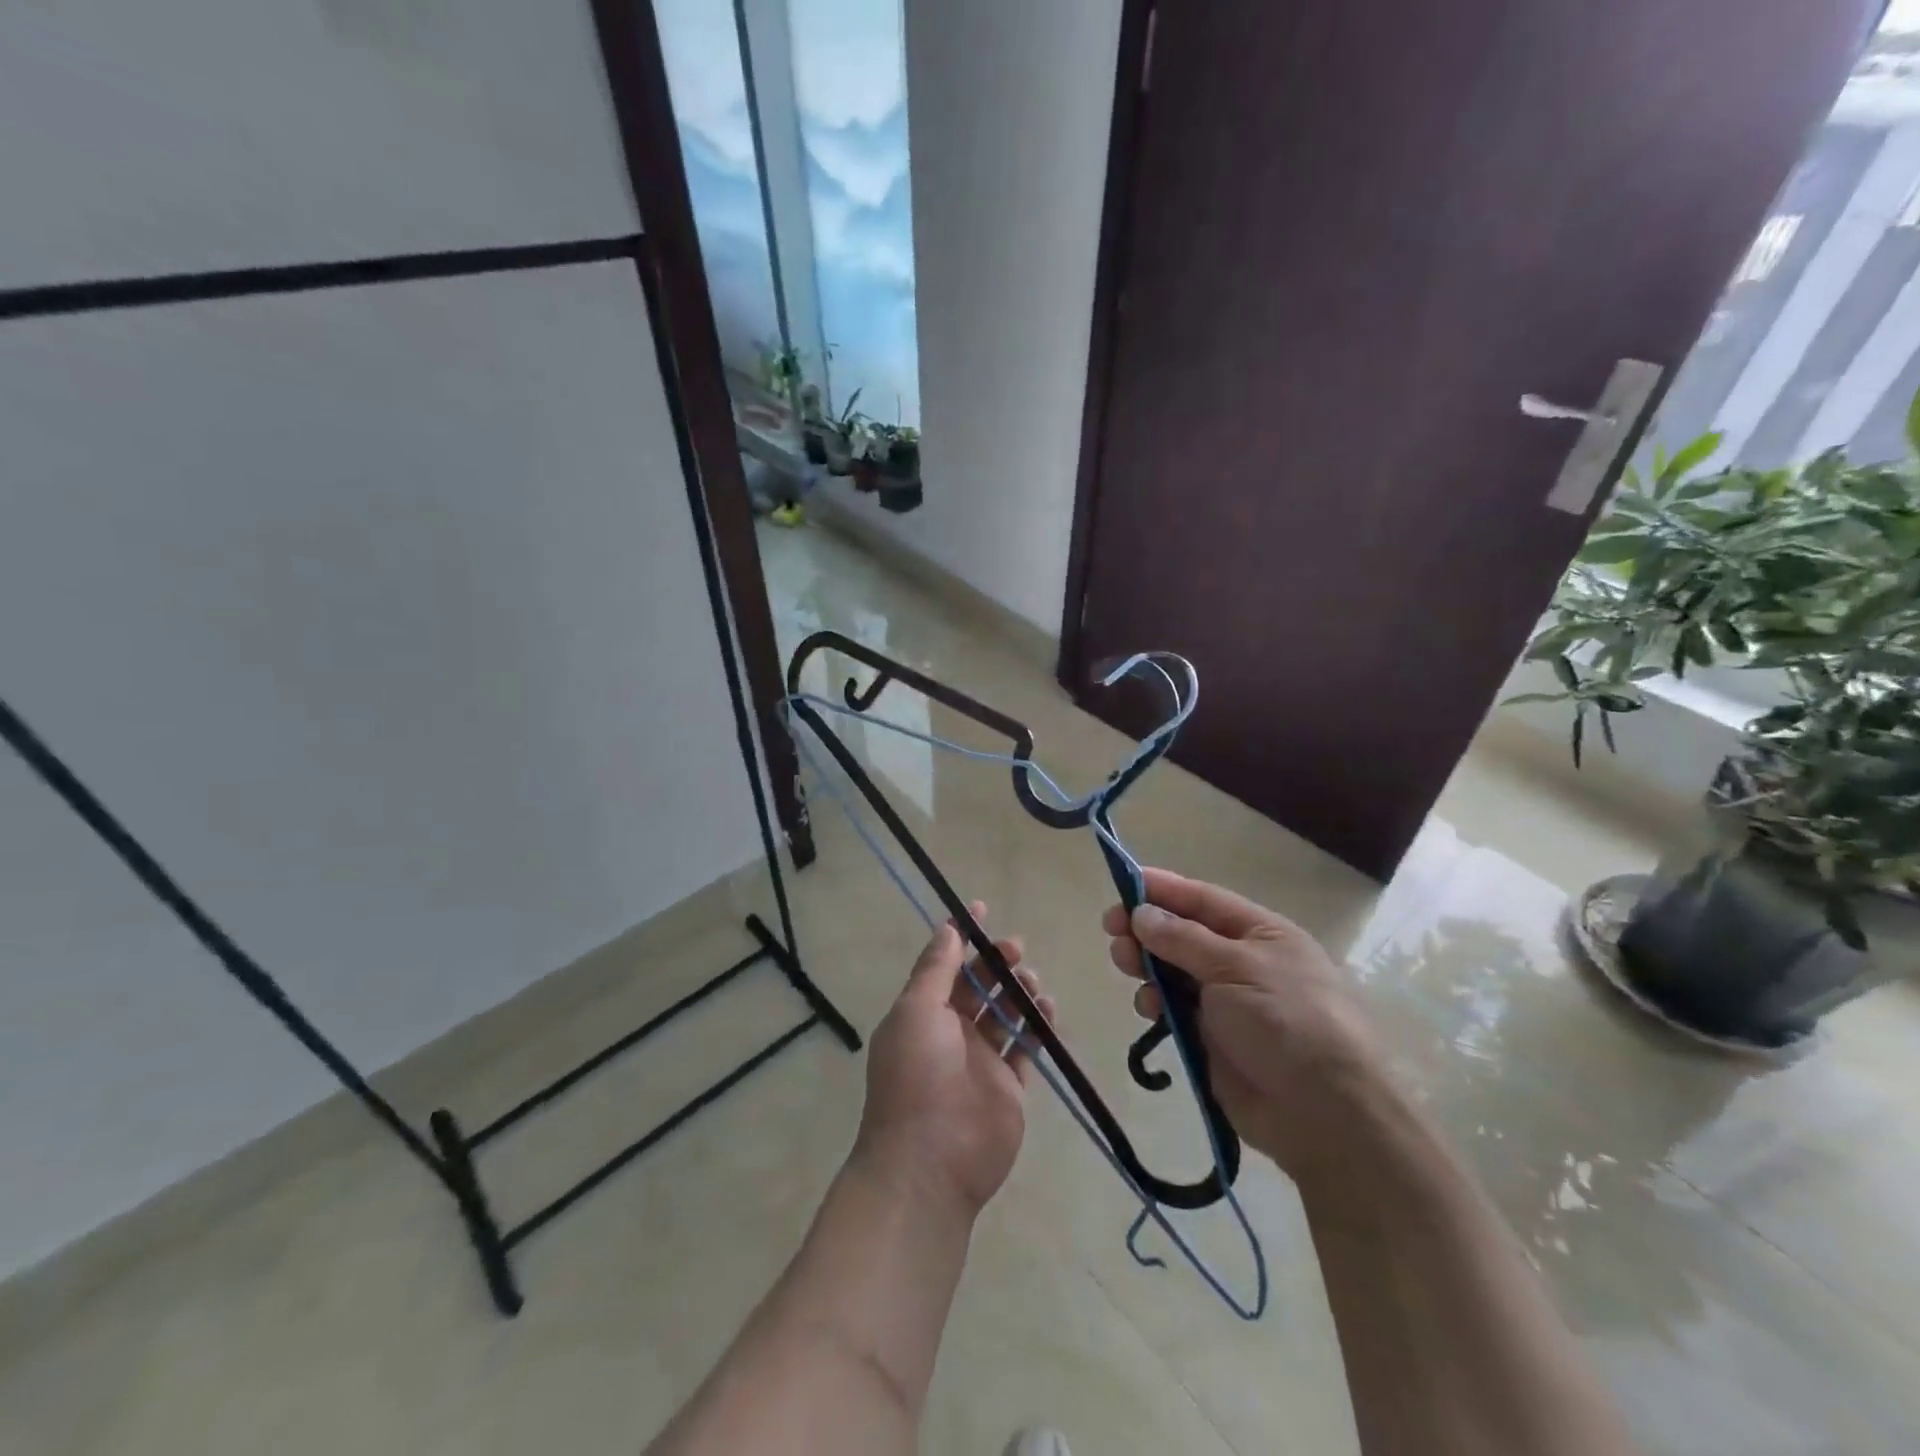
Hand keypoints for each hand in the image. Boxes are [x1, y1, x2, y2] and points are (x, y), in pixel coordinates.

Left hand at [853, 903, 1056, 1216]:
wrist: (930, 1162)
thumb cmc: (917, 1075)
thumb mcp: (916, 1011)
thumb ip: (935, 969)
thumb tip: (949, 928)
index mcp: (922, 1013)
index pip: (944, 964)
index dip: (962, 937)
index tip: (982, 909)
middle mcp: (951, 1032)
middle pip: (978, 986)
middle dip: (996, 963)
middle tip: (1015, 949)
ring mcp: (981, 1061)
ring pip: (1005, 1014)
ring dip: (1019, 991)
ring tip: (1032, 983)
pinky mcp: (1009, 1087)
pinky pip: (1026, 1047)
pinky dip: (1037, 1025)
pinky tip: (1047, 1009)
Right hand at [1103, 869, 1388, 1184]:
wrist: (1322, 1113)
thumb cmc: (1286, 1020)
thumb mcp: (1235, 967)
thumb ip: (1183, 939)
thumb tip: (1142, 913)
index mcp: (1260, 933)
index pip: (1203, 899)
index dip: (1163, 889)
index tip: (1122, 881)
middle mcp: (1242, 961)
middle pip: (1182, 933)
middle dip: (1146, 928)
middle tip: (1112, 929)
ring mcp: (1226, 1001)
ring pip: (1172, 970)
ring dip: (1146, 964)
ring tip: (1126, 965)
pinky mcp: (1211, 1038)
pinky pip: (1173, 1009)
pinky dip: (1156, 1003)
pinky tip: (1149, 1008)